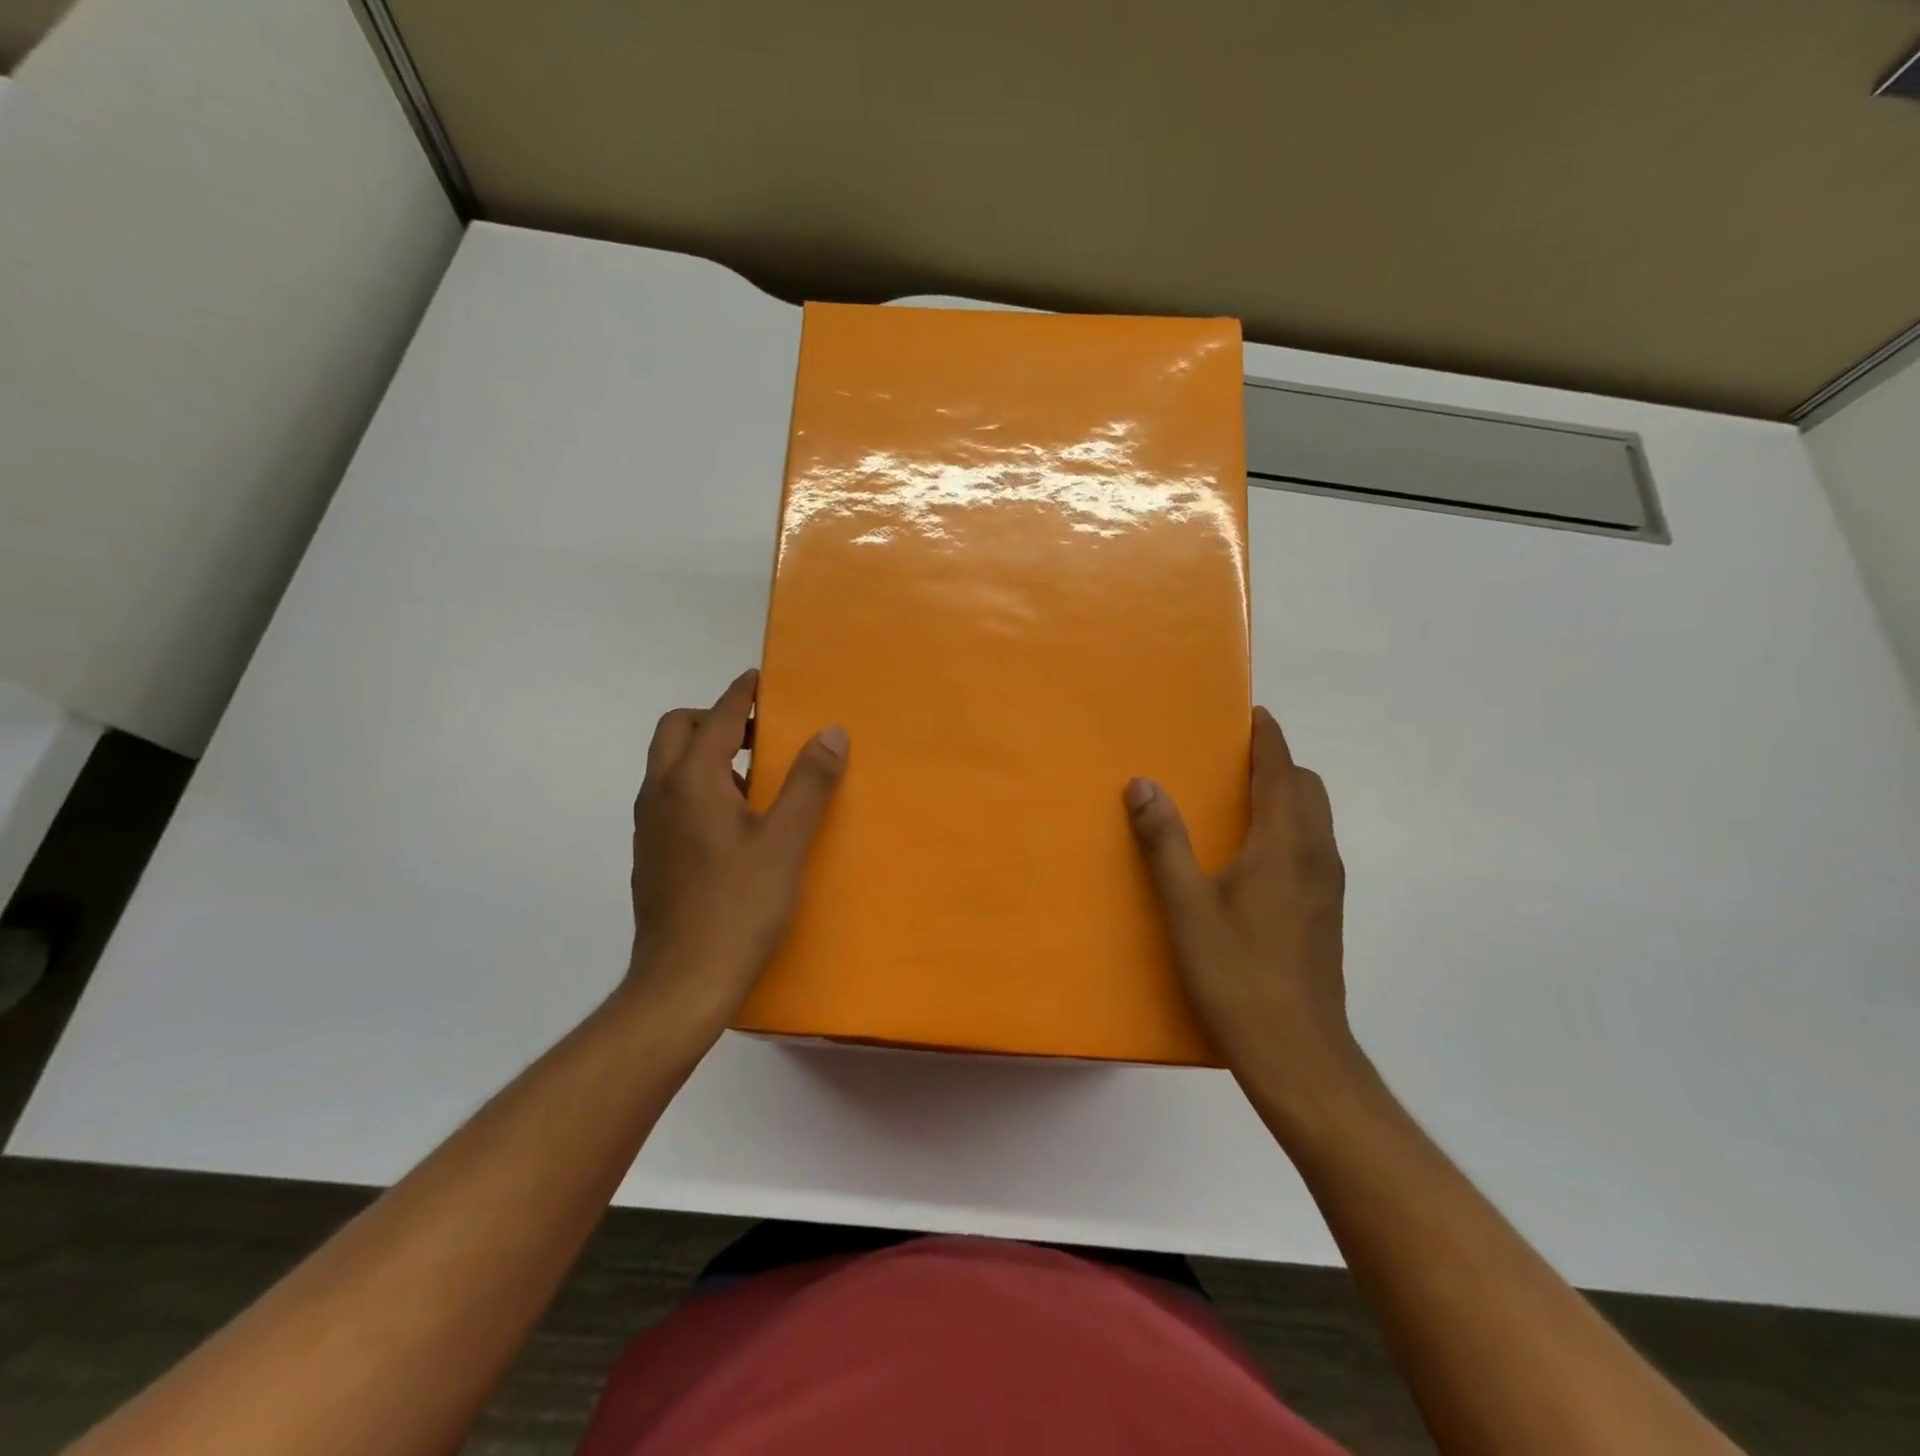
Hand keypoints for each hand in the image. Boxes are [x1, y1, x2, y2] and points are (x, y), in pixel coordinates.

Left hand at [625, 669, 847, 1036]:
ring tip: (753, 777)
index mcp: (691, 781)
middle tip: (758, 733)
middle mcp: (659, 793)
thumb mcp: (785, 842)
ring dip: (705, 753)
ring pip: (669, 765)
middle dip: (714, 718)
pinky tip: (733, 823)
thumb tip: (831, 732)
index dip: (740, 693)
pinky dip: (697, 785)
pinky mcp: (650, 854)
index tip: (760, 678)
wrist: (682, 982)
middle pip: (676, 730)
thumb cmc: (738, 906)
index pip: (717, 717)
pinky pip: (670, 797)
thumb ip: (809, 783)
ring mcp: (649, 826)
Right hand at [1125, 707, 1366, 1131]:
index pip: (1282, 768)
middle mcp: (1316, 853)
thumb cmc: (1237, 973)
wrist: (1298, 1052)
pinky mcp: (1326, 909)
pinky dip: (1287, 825)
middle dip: (1275, 762)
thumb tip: (1143, 783)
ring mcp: (1326, 884)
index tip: (1248, 712)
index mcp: (1285, 842)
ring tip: (1236, 799)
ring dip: (1283, 794)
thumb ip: (1164, 841)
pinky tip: (1250, 855)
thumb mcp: (1186, 906)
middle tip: (1229, 759)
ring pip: (1313, 817)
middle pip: (1306, 786)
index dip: (1267, 736)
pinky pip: (1311, 844)